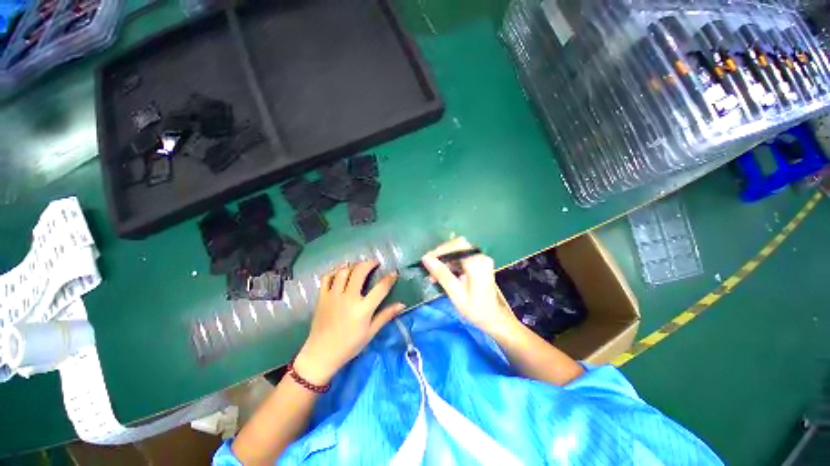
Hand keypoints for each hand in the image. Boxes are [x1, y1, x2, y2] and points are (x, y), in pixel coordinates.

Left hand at [294, 261, 404, 385]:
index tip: (394, 273)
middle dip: (369, 264)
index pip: (380, 288)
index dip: (389, 278)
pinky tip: (341, 271)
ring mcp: (333, 296)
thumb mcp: (371, 332)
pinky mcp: (322, 297)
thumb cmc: (349, 345)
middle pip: (360, 272)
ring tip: (359, 266)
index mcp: (363, 309)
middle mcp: (348, 298)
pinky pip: (327, 277)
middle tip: (375, 263)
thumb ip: (386, 315)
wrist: (321, 354)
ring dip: (353, 265)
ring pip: (343, 271)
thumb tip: (402, 304)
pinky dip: (335, 271)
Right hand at [421, 238, 517, 337]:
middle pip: (457, 246)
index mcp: (477, 264)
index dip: (441, 249)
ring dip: (444, 261)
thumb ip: (442, 274)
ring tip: (433, 275)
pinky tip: (442, 275)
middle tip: (429, 268)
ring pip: (457, 252)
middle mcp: (481, 258)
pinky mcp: (478, 263)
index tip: (428, 259)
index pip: (458, 245)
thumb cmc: (475, 309)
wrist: (493, 318)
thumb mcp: (456, 293)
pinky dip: (450, 264)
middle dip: (441, 256)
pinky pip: (461, 258)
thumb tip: (426, 259)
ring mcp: (480, 260)